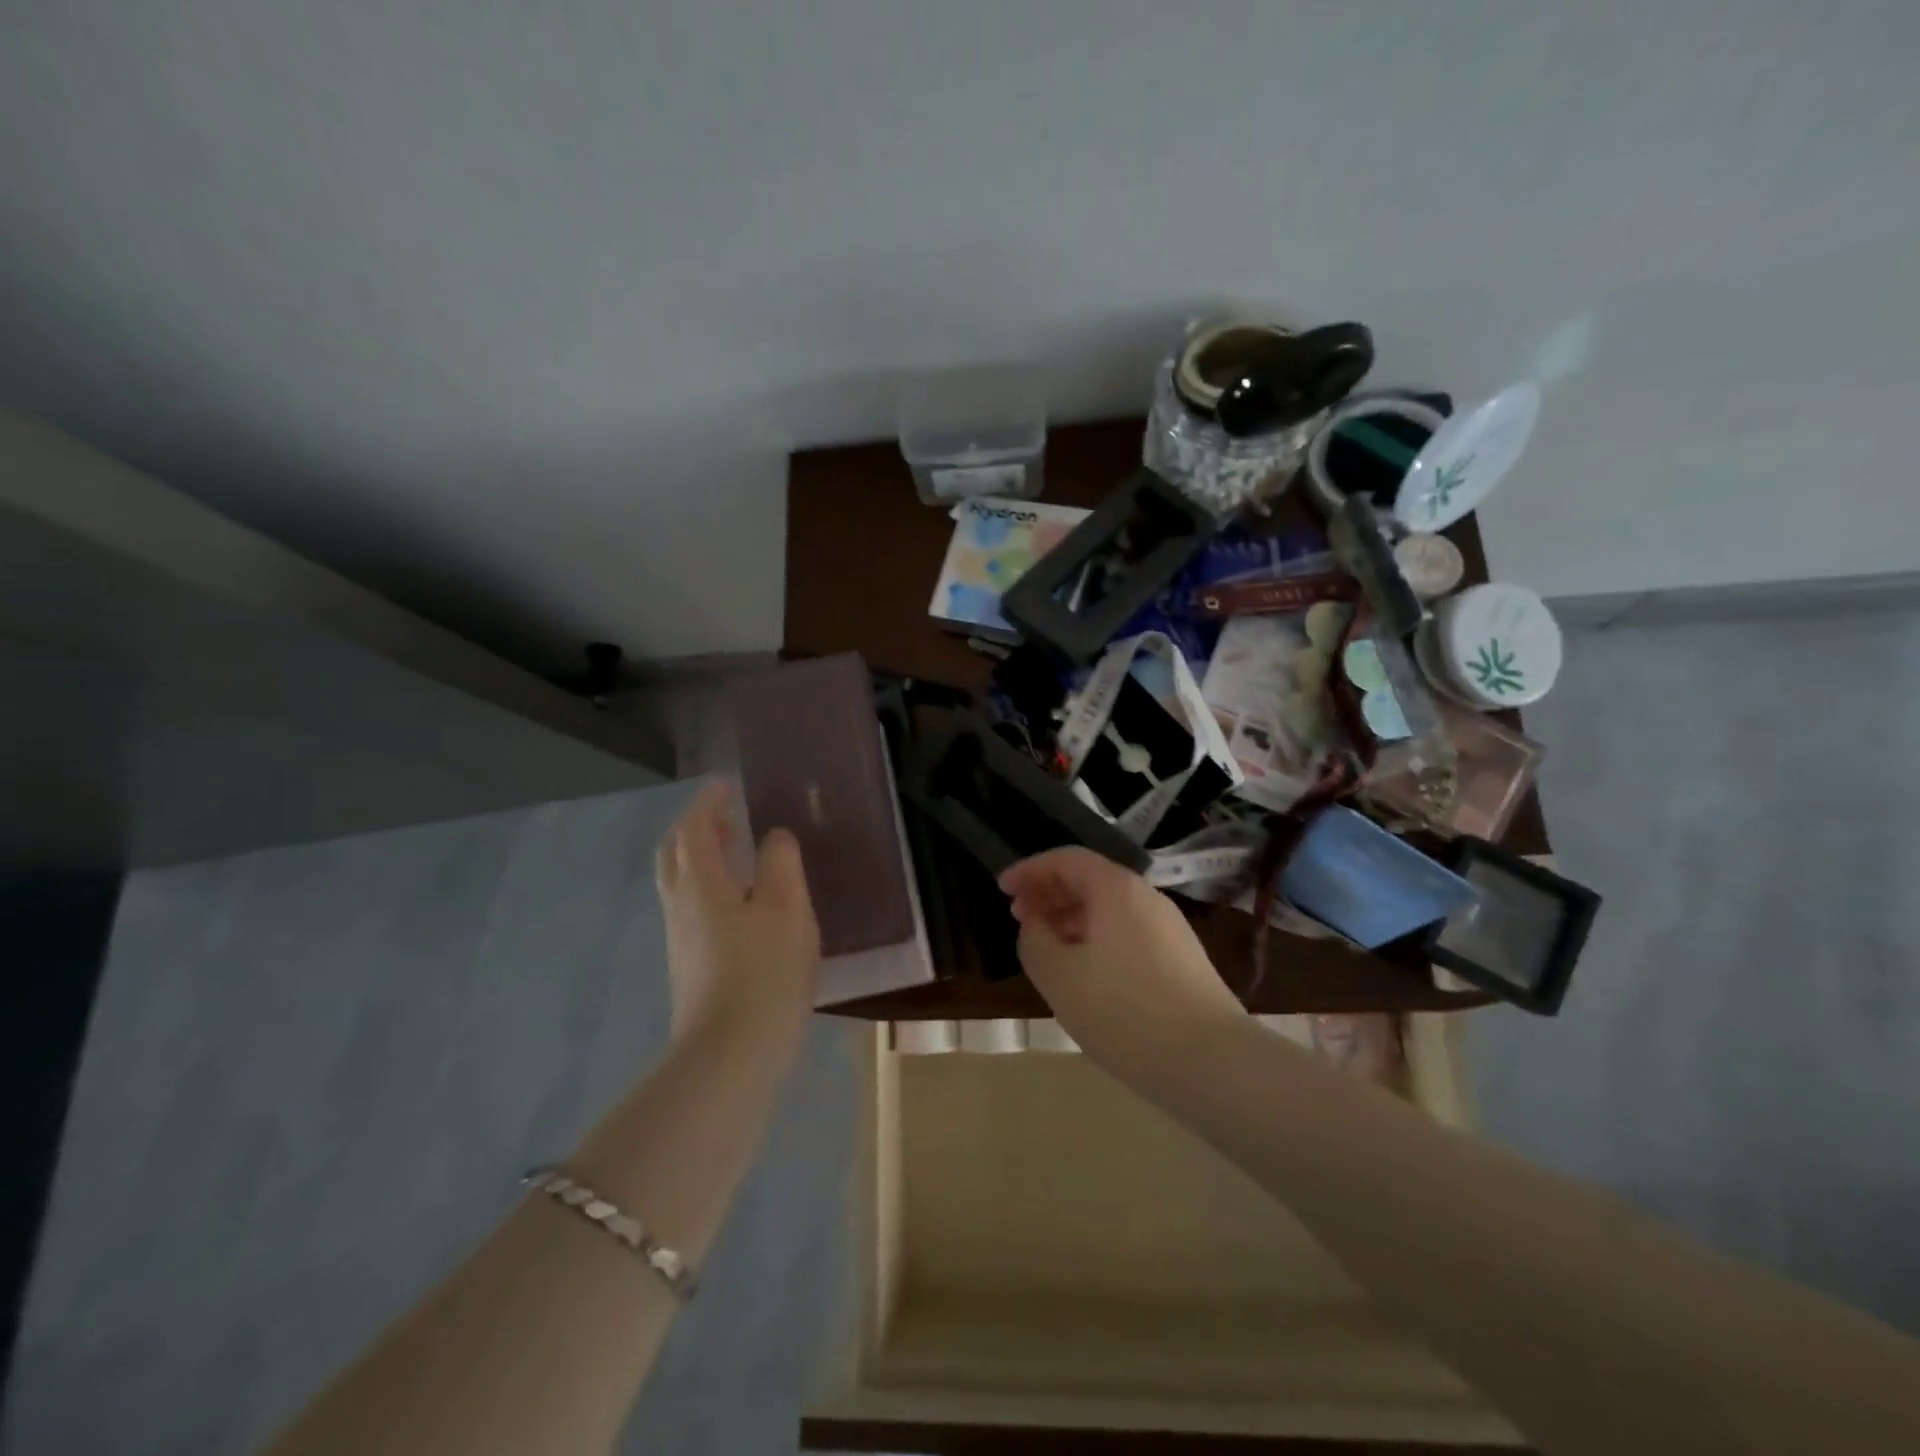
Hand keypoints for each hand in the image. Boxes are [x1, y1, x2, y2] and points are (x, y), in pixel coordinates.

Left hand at [655, 780, 820, 1069]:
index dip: (708, 802)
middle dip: (697, 829)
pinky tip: (742, 903)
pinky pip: (692, 907)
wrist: (730, 1055)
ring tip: (739, 854)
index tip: (726, 785)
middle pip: (676, 853)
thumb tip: (773, 836)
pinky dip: (710, 887)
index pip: (693, 828)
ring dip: (703, 858)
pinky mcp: (689, 965)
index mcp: (701, 883)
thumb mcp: (787, 908)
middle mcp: (680, 904)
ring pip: (682, 882)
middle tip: (728, 818)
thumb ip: (780, 863)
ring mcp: (680, 938)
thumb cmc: (764, 972)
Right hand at [999, 848, 1246, 1083]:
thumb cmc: (1123, 1010)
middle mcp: (1147, 898)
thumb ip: (1035, 941)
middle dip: (1050, 894)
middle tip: (1019, 918)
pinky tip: (1086, 975)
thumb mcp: (1059, 975)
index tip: (1002, 888)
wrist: (1211, 1062)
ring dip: (1072, 921)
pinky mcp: (1182, 961)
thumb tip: (1036, 926)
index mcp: (1116, 889)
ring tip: (1047, 948)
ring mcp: (1170, 930)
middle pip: (1090, 881)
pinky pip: (1127, 935)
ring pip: (1110, 911)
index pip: (1066, 860)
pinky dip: (1096, 942)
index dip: (1030, 870)